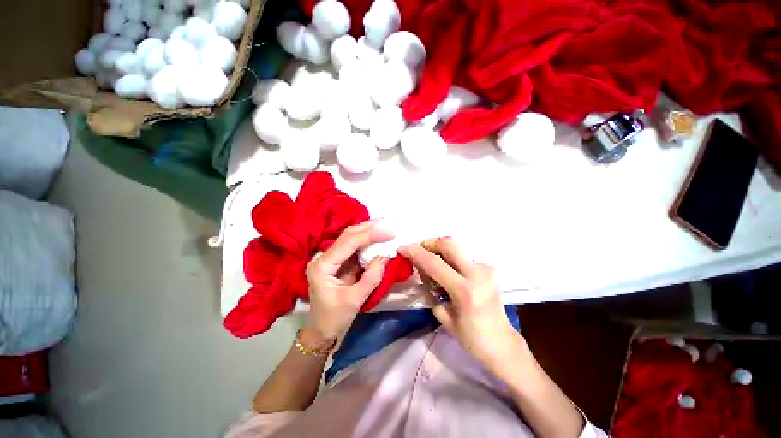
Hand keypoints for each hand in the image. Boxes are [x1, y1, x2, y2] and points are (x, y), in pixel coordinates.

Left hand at [304, 222, 392, 342]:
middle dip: (369, 227)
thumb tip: (386, 255)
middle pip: (347, 235)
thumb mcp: (355, 299)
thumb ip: (372, 276)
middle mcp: (323, 257)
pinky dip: (366, 242)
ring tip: (384, 226)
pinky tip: (377, 237)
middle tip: (388, 222)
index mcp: (322, 266)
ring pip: (350, 238)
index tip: (389, 233)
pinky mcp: (337, 262)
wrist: (322, 331)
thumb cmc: (334, 318)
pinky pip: (353, 247)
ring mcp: (330, 258)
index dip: (370, 235)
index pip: (348, 243)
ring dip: (368, 231)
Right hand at [400, 238, 525, 367]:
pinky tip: (448, 274)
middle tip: (419, 252)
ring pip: (455, 249)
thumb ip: (431, 289)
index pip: (434, 263)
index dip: (415, 253)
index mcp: (465, 291)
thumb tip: (423, 270)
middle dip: (429, 243)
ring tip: (432, 268)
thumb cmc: (471, 337)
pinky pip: (462, 257)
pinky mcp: (489, 268)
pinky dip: (450, 260)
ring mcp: (486, 269)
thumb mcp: (443, 315)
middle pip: (449, 243)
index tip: (402, 249)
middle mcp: (477, 274)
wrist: (502, 342)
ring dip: (439, 252)